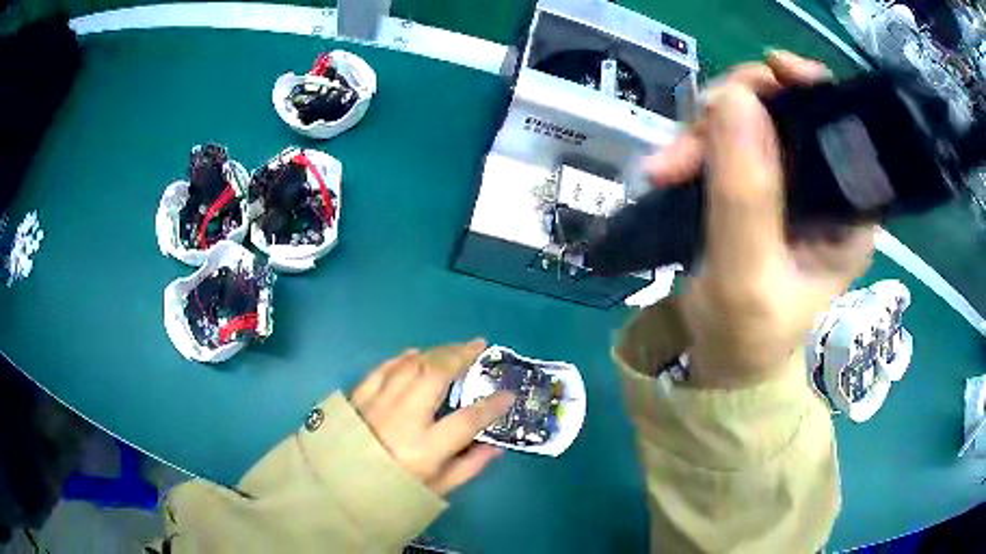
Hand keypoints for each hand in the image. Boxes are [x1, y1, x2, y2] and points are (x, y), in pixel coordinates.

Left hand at [350, 339, 514, 494]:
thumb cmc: (392, 493)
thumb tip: (496, 446)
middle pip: (435, 375)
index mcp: (425, 449)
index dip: (492, 405)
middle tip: (479, 346)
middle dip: (461, 355)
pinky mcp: (359, 398)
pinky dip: (402, 358)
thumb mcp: (436, 490)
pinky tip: (415, 354)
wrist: (338, 489)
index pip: (467, 420)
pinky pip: (383, 368)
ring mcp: (378, 404)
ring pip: (410, 365)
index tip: (508, 394)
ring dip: (436, 352)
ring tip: (454, 348)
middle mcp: (402, 419)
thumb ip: (469, 467)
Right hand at [648, 51, 875, 387]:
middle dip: (739, 109)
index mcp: (849, 213)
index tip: (774, 71)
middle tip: (691, 138)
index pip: (842, 127)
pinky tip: (667, 168)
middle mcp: (825, 188)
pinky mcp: (755, 182)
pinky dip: (694, 145)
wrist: (718, 358)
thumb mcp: (748, 277)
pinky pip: (725, 138)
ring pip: (750, 118)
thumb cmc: (745, 335)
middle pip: (789, 109)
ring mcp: (788, 181)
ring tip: (665, 169)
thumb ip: (746, 196)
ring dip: (704, 130)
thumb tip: (735, 100)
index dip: (810, 87)